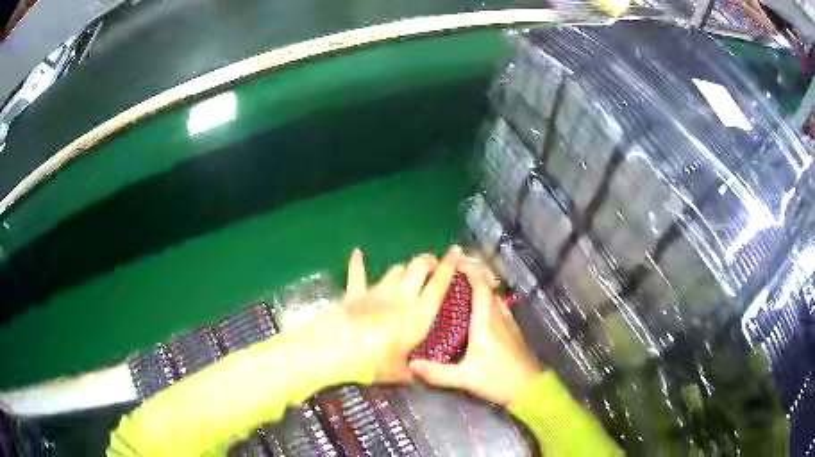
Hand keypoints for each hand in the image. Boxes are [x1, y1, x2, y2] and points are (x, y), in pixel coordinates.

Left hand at [338, 246, 463, 383]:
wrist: (337, 349)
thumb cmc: (373, 363)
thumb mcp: (400, 374)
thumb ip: (415, 373)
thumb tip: (423, 377)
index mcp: (418, 316)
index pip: (439, 285)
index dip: (449, 267)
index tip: (456, 252)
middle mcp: (401, 298)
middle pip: (418, 267)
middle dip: (428, 261)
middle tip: (433, 265)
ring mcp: (377, 293)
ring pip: (395, 270)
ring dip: (405, 267)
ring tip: (409, 271)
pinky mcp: (355, 293)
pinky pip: (357, 273)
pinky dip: (358, 262)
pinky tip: (357, 252)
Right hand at [409, 261, 541, 405]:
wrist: (529, 388)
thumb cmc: (498, 380)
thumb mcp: (465, 378)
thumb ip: (437, 373)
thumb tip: (411, 365)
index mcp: (486, 322)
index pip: (480, 287)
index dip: (470, 271)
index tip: (455, 260)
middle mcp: (498, 317)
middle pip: (487, 287)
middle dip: (472, 273)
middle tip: (453, 269)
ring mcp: (508, 323)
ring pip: (494, 296)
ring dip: (480, 285)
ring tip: (462, 284)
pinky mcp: (512, 331)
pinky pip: (498, 306)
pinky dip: (487, 298)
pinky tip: (478, 307)